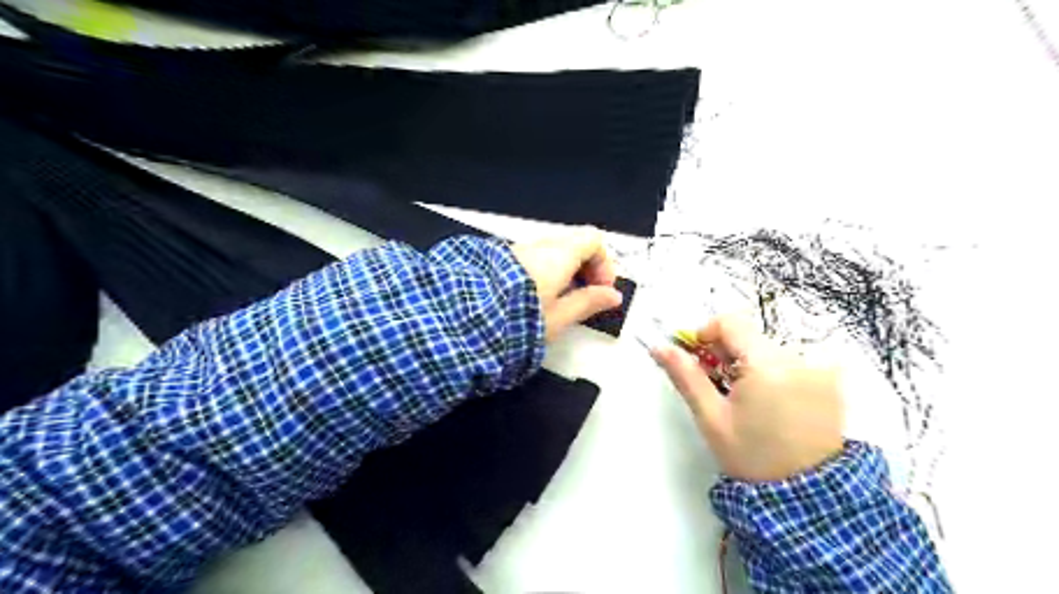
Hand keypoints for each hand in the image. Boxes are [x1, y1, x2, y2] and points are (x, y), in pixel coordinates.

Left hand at [510, 226, 621, 339]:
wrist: (466, 319)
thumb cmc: (520, 319)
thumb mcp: (559, 317)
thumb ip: (588, 303)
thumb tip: (614, 296)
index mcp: (559, 254)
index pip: (593, 240)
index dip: (604, 263)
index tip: (601, 290)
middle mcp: (539, 246)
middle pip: (574, 244)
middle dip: (586, 268)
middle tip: (585, 296)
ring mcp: (518, 251)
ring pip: (553, 252)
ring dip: (565, 271)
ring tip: (561, 302)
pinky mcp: (502, 260)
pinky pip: (534, 259)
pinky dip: (546, 272)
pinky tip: (538, 298)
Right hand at [655, 314, 844, 479]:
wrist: (806, 498)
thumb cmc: (751, 456)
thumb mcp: (711, 417)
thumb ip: (685, 375)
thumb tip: (660, 347)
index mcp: (768, 366)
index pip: (732, 323)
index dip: (707, 333)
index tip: (698, 357)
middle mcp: (799, 360)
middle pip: (750, 336)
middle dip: (728, 353)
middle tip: (718, 384)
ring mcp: (820, 370)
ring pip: (769, 349)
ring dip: (750, 363)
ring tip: (745, 399)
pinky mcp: (830, 382)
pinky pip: (791, 362)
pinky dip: (773, 372)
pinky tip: (770, 402)